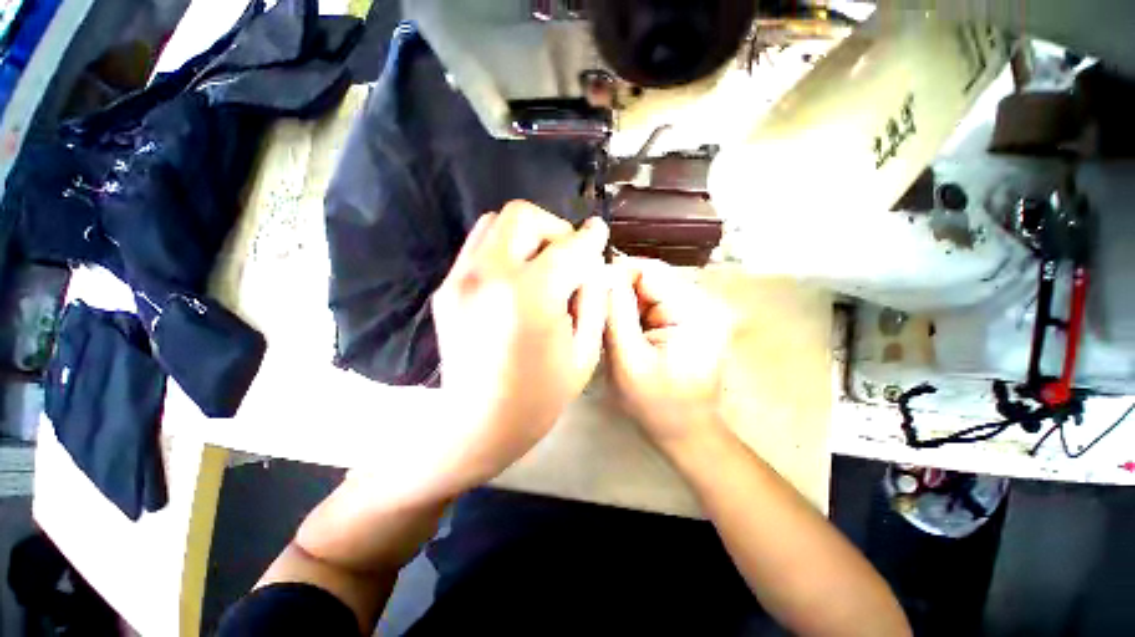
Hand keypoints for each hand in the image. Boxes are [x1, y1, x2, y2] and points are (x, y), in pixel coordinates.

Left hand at [432, 201, 609, 485]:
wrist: (477, 425)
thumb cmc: (539, 396)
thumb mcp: (585, 351)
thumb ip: (594, 298)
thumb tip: (591, 262)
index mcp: (530, 296)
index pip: (567, 246)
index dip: (589, 236)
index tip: (599, 232)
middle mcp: (488, 276)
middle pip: (522, 216)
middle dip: (554, 229)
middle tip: (566, 257)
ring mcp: (460, 279)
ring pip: (494, 223)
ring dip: (526, 235)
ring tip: (541, 266)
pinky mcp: (446, 288)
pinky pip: (479, 247)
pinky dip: (504, 251)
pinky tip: (516, 281)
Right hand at [605, 258, 732, 451]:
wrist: (685, 430)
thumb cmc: (657, 405)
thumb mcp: (629, 361)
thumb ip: (616, 314)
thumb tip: (601, 274)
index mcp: (694, 311)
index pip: (649, 270)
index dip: (616, 275)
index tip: (589, 292)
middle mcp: (701, 302)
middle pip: (648, 277)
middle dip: (618, 291)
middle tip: (595, 313)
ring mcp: (695, 309)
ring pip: (646, 289)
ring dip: (623, 303)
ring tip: (608, 325)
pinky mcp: (686, 319)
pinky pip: (650, 303)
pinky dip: (632, 312)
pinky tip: (622, 331)